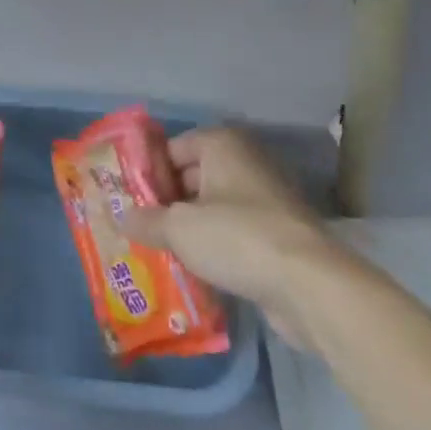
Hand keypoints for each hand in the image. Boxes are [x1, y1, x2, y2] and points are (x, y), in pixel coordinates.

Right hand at [118, 127, 338, 338]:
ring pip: (212, 209)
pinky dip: (213, 248)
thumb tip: (121, 218)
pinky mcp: (276, 235)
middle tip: (136, 229)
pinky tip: (190, 270)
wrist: (309, 285)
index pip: (171, 149)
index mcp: (221, 144)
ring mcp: (264, 199)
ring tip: (156, 252)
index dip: (147, 173)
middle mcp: (244, 163)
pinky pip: (233, 234)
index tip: (125, 200)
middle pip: (191, 177)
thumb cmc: (237, 237)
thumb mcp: (179, 228)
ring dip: (188, 229)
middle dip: (165, 204)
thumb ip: (147, 221)